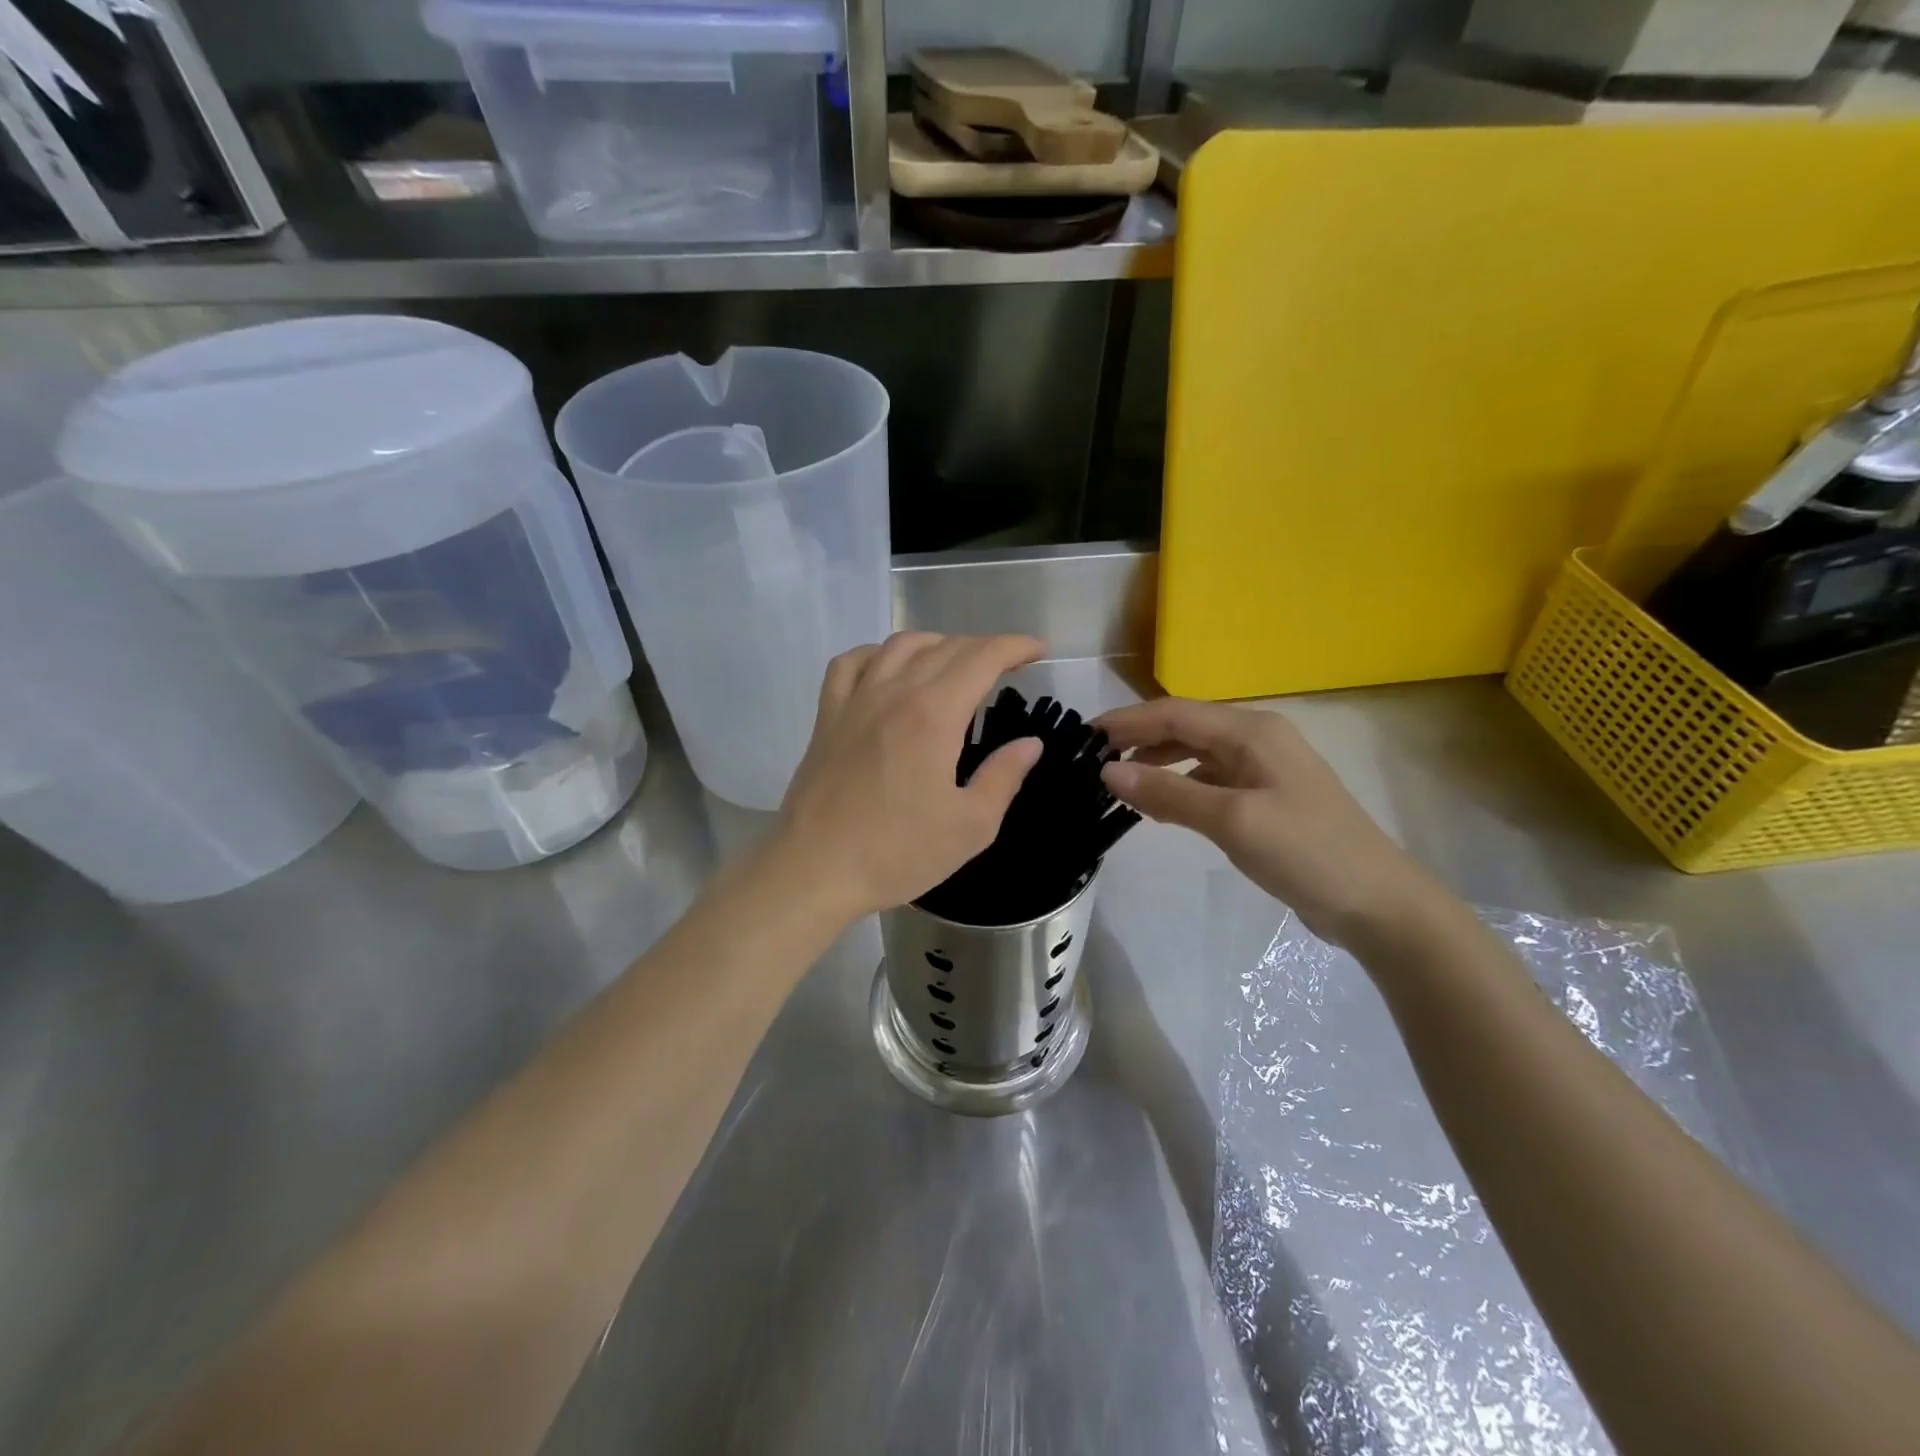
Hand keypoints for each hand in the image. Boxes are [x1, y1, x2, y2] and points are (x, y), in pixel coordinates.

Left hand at [771, 632, 1045, 921]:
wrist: (815, 869)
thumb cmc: (897, 853)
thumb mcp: (971, 826)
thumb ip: (1004, 777)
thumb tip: (1029, 744)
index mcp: (934, 715)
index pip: (981, 658)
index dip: (1014, 646)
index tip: (1037, 649)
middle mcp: (894, 692)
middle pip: (945, 647)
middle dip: (984, 647)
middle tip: (1007, 664)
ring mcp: (855, 700)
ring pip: (900, 646)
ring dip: (937, 643)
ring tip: (956, 661)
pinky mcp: (827, 716)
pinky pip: (851, 663)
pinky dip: (878, 653)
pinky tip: (889, 668)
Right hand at [1097, 698, 1442, 948]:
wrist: (1378, 903)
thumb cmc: (1305, 852)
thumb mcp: (1232, 820)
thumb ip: (1168, 792)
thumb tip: (1107, 772)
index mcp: (1251, 731)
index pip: (1173, 713)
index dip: (1125, 722)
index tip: (1082, 738)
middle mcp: (1257, 739)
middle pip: (1184, 727)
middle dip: (1137, 740)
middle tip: (1092, 762)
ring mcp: (1264, 768)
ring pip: (1196, 753)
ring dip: (1157, 763)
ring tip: (1118, 783)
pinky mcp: (1266, 797)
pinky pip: (1211, 779)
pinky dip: (1181, 785)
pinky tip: (1161, 805)